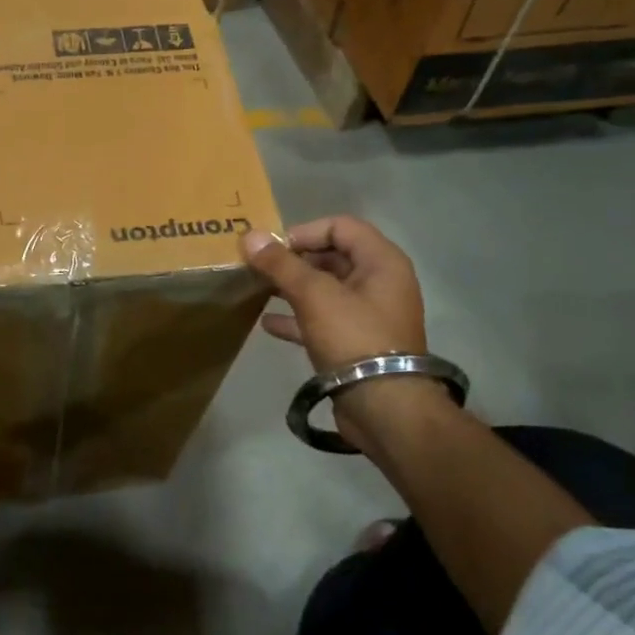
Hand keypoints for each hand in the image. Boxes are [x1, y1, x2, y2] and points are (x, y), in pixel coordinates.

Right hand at [241, 216, 426, 369]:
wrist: (384, 408)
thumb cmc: (353, 338)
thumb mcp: (314, 295)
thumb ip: (281, 264)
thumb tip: (250, 236)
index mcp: (382, 262)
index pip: (340, 226)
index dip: (304, 232)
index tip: (272, 249)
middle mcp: (379, 283)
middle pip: (332, 257)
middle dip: (294, 260)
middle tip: (259, 269)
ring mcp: (368, 315)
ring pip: (325, 290)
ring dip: (292, 288)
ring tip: (258, 291)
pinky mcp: (355, 343)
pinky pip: (322, 320)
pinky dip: (297, 318)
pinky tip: (268, 324)